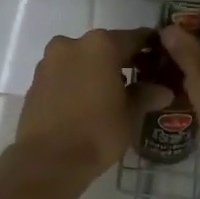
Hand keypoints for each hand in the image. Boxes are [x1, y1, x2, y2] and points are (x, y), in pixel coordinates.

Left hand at [15, 29, 171, 175]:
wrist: (46, 160)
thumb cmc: (97, 133)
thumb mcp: (130, 115)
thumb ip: (146, 96)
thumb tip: (163, 90)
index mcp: (101, 45)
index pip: (134, 38)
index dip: (150, 47)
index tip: (160, 57)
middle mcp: (73, 44)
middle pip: (105, 46)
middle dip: (121, 60)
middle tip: (138, 80)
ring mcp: (50, 60)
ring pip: (82, 59)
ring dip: (96, 70)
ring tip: (110, 95)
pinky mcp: (35, 80)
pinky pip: (64, 74)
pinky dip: (77, 81)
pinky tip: (86, 103)